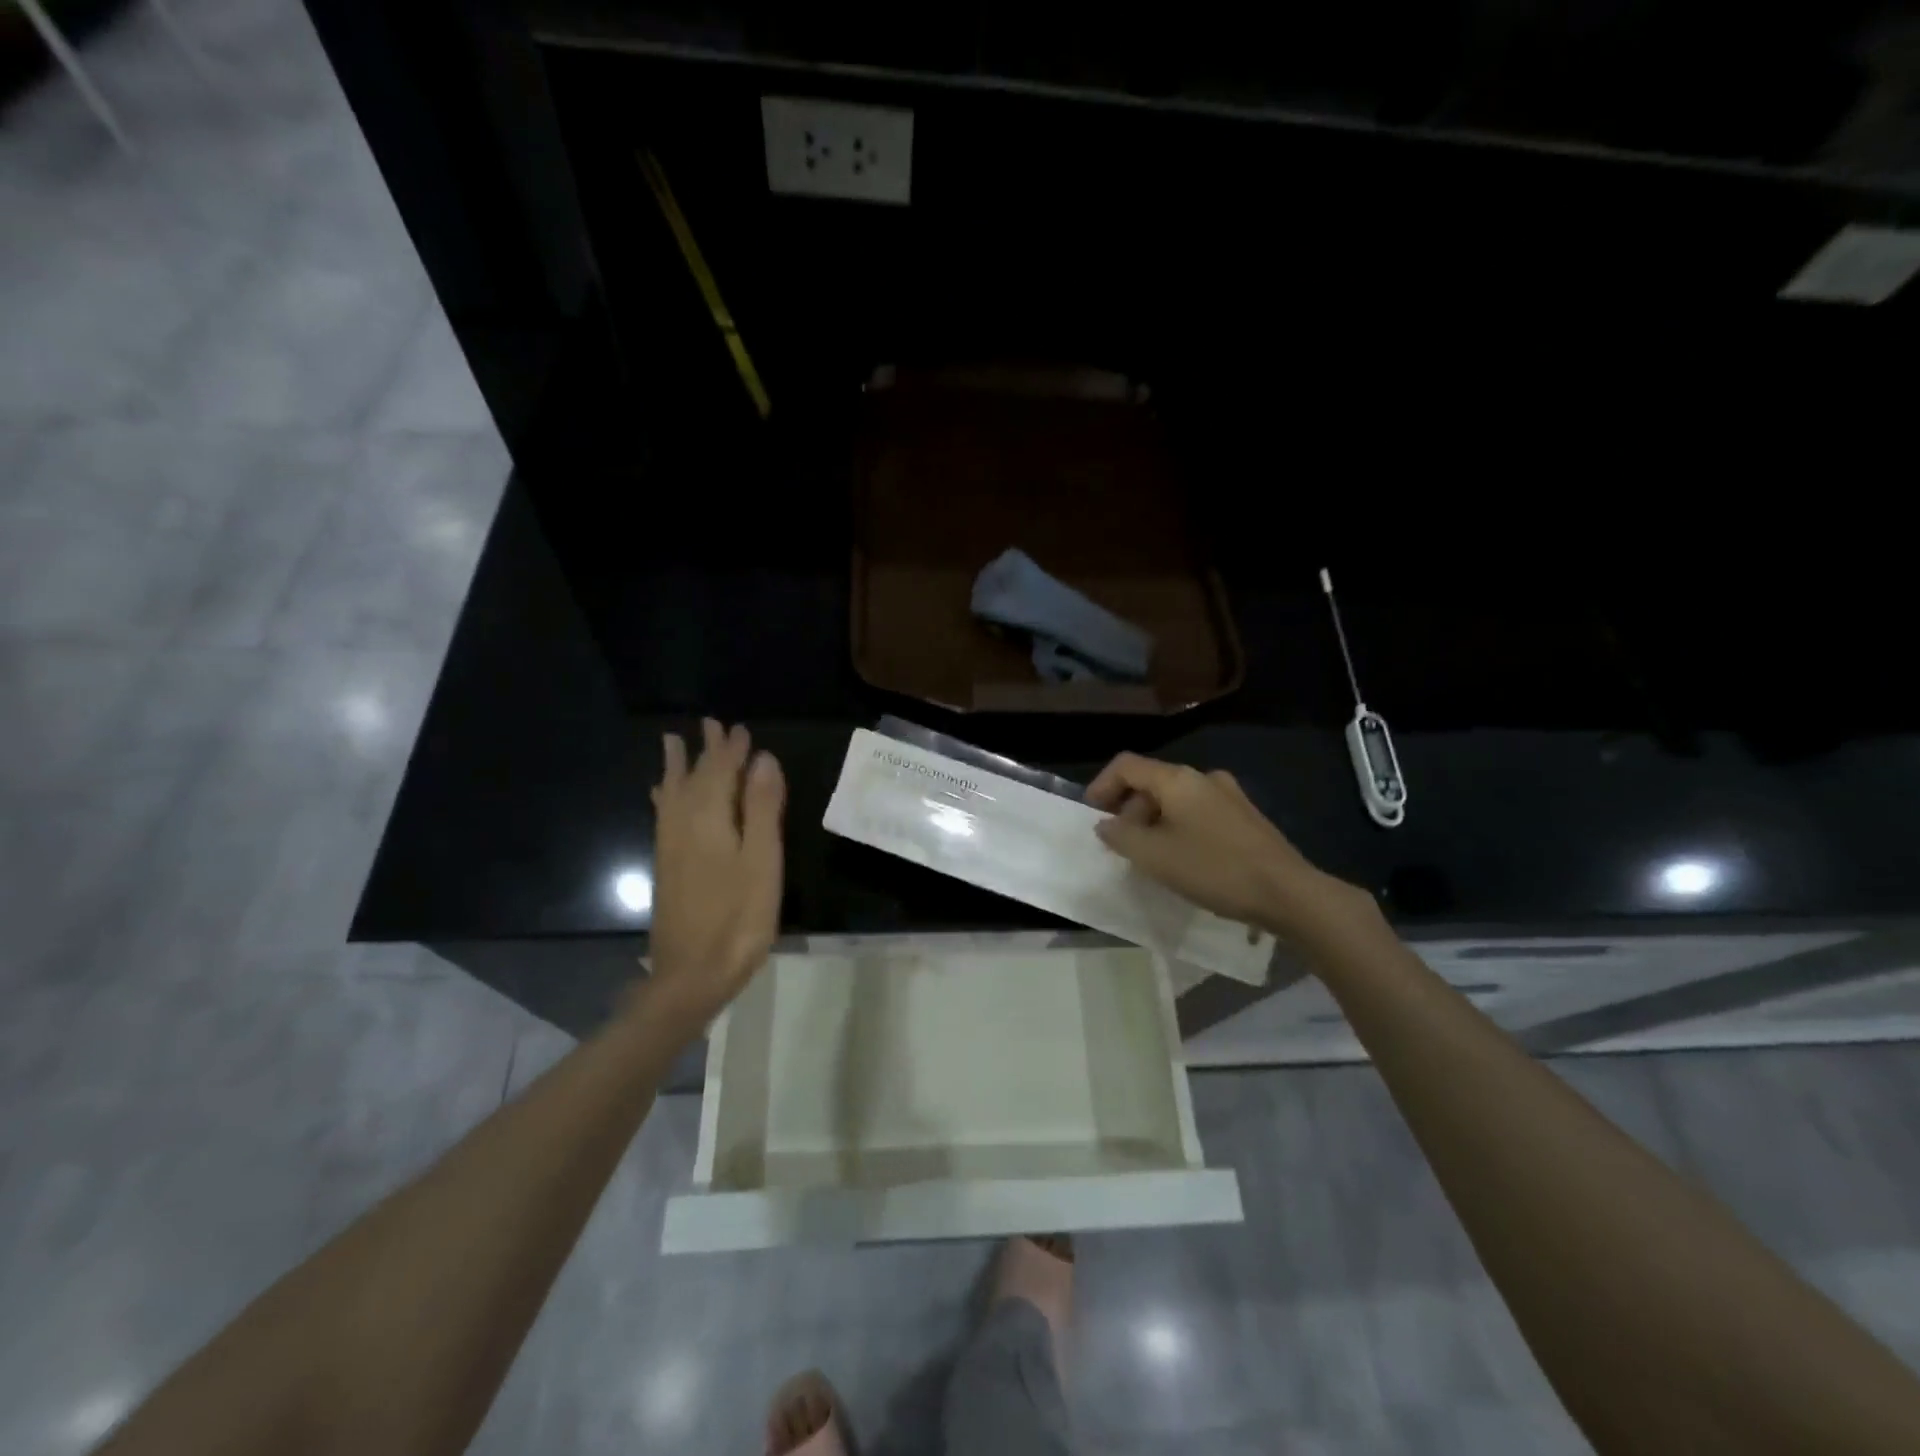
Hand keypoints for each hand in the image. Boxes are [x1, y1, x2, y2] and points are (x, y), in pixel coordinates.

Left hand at [644, 719, 785, 1028]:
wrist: (690, 975)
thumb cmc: (738, 919)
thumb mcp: (762, 861)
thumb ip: (761, 807)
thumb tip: (763, 759)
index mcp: (710, 819)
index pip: (721, 772)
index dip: (732, 750)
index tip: (741, 729)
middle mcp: (684, 824)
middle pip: (694, 778)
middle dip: (705, 751)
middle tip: (711, 724)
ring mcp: (671, 846)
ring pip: (673, 794)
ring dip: (678, 767)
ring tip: (672, 743)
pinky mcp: (666, 865)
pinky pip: (663, 815)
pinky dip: (664, 796)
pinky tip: (661, 795)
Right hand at [1086, 753, 1371, 940]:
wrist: (1287, 892)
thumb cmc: (1213, 868)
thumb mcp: (1154, 856)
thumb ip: (1121, 836)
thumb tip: (1105, 824)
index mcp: (1177, 779)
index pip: (1126, 766)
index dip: (1101, 786)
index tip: (1093, 817)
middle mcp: (1203, 777)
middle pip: (1151, 782)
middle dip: (1128, 810)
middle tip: (1122, 846)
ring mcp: (1228, 795)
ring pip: (1175, 799)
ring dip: (1153, 821)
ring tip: (1150, 857)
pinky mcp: (1245, 817)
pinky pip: (1197, 813)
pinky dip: (1178, 828)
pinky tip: (1182, 860)